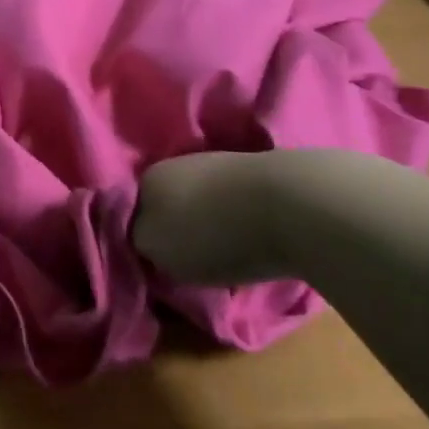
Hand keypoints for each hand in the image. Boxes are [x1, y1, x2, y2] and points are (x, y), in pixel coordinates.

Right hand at [137, 149, 295, 283]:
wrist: (293, 205)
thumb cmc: (214, 232)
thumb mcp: (158, 249)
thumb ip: (141, 243)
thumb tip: (147, 240)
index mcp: (150, 176)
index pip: (134, 211)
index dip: (144, 239)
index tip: (158, 265)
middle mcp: (180, 163)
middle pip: (170, 204)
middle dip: (178, 229)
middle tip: (190, 264)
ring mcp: (221, 164)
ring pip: (203, 202)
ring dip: (210, 226)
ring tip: (225, 257)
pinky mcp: (259, 176)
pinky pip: (235, 204)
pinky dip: (239, 222)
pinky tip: (251, 242)